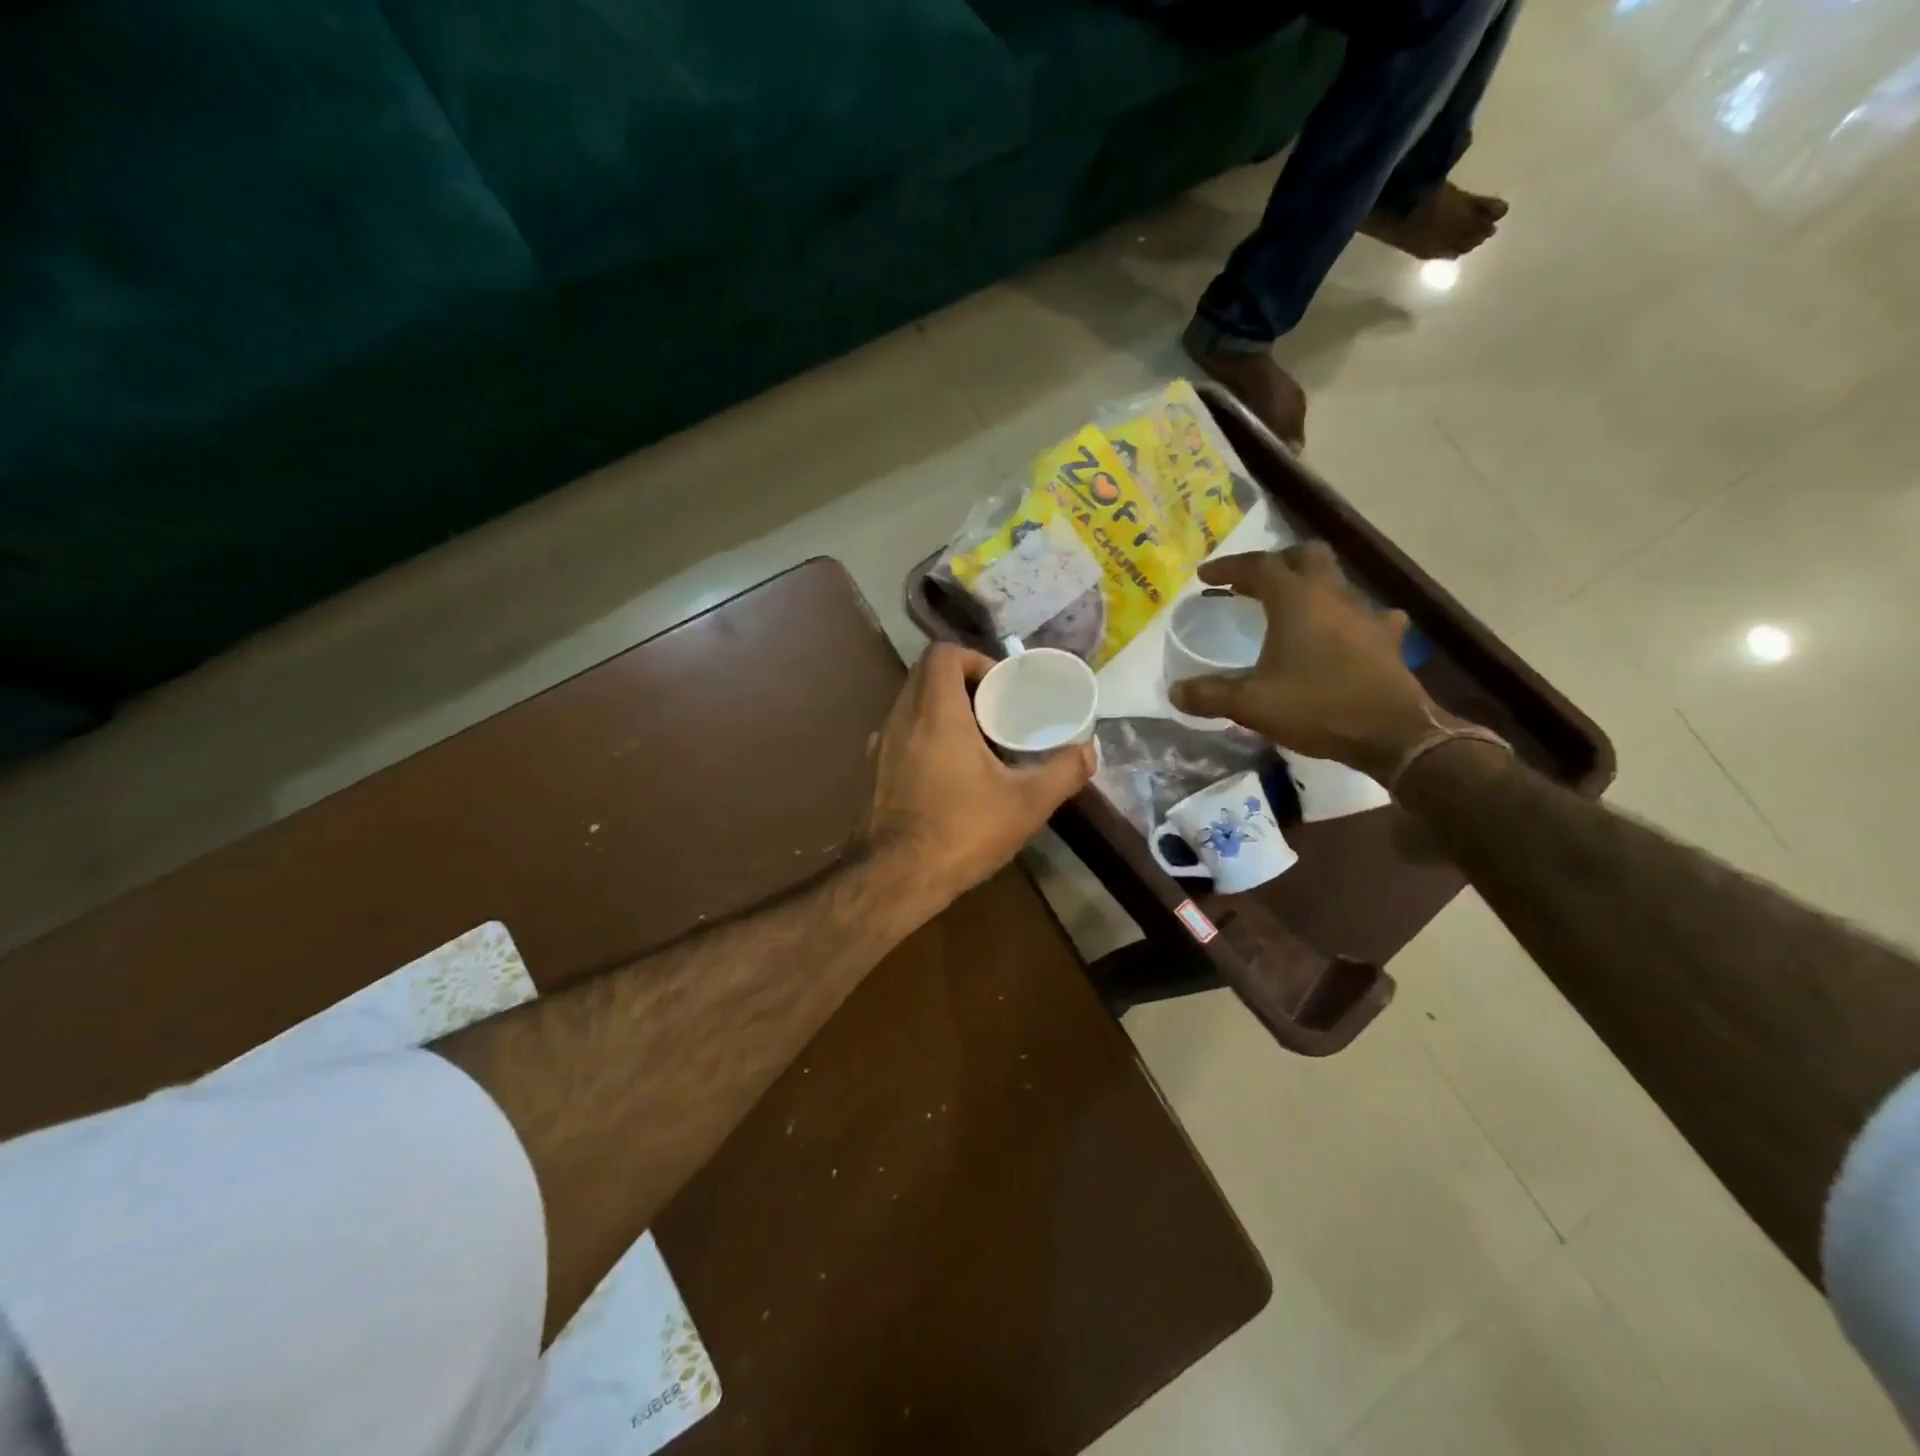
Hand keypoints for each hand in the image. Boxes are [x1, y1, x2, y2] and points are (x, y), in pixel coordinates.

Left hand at [865, 643, 1095, 904]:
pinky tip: (949, 771)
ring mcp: (880, 745)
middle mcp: (900, 719)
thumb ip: (1063, 773)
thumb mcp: (1026, 804)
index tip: (1000, 687)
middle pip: (926, 675)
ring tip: (978, 741)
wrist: (895, 878)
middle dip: (962, 683)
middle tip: (996, 711)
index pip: (942, 654)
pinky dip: (925, 735)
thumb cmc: (961, 831)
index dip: (974, 658)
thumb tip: (1089, 751)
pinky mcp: (873, 771)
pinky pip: (901, 734)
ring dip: (943, 710)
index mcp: (935, 713)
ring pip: (911, 704)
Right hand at [1168, 543, 1446, 779]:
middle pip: (1306, 557)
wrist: (1392, 734)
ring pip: (1337, 582)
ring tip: (1292, 608)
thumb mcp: (1251, 705)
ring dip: (1311, 587)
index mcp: (1297, 600)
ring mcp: (1366, 615)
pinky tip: (1344, 633)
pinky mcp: (1386, 639)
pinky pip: (1367, 614)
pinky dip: (1348, 617)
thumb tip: (1175, 692)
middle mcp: (1333, 596)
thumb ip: (1209, 695)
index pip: (1259, 566)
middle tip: (1254, 582)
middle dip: (1277, 562)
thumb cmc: (1316, 708)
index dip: (1228, 567)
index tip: (1205, 576)